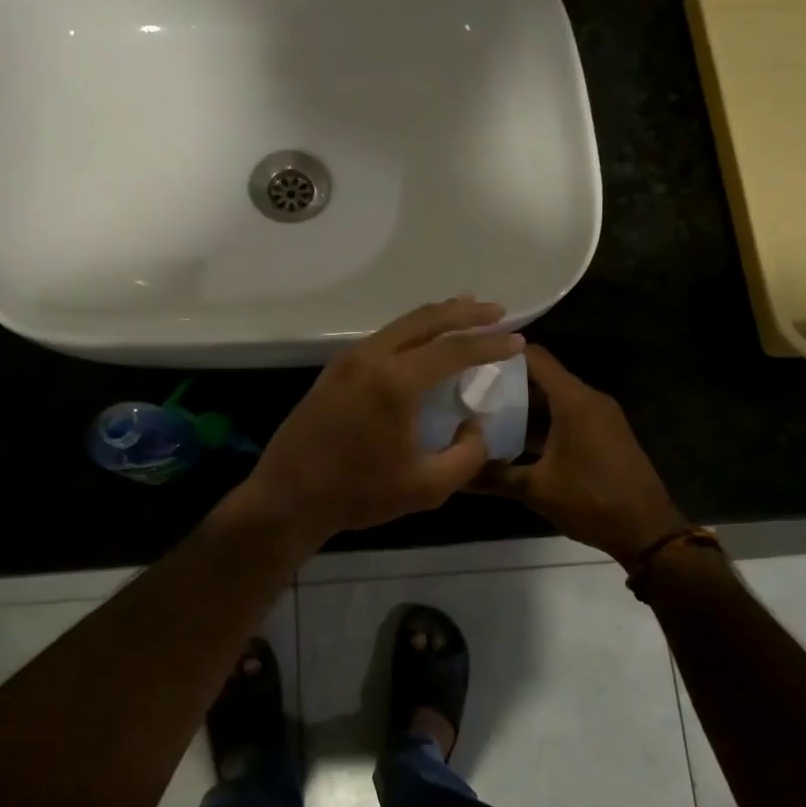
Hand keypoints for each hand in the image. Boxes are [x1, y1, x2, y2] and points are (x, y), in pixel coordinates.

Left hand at [242, 297, 524, 544]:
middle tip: (497, 310)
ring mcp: (349, 360)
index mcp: (396, 382)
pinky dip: (411, 332)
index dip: (490, 343)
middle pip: (426, 320)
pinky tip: (423, 342)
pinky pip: (383, 338)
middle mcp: (372, 357)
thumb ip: (467, 455)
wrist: (288, 496)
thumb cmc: (359, 493)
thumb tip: (476, 425)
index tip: (517, 339)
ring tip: (466, 312)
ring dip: (437, 317)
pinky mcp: (335, 369)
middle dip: (465, 312)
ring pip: (401, 325)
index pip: (454, 350)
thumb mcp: (427, 487)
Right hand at [472, 344, 686, 565]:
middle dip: (507, 381)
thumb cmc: (591, 501)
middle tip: (469, 389)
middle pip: (543, 376)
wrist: (647, 531)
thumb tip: (456, 474)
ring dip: (524, 404)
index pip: (535, 357)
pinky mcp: (604, 433)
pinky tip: (514, 438)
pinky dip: (542, 420)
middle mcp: (589, 399)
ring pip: (554, 397)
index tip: (470, 357)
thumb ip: (494, 476)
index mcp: (574, 400)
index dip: (503, 353)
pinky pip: (567, 414)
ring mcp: (600, 416)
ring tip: (483, 412)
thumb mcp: (536, 490)